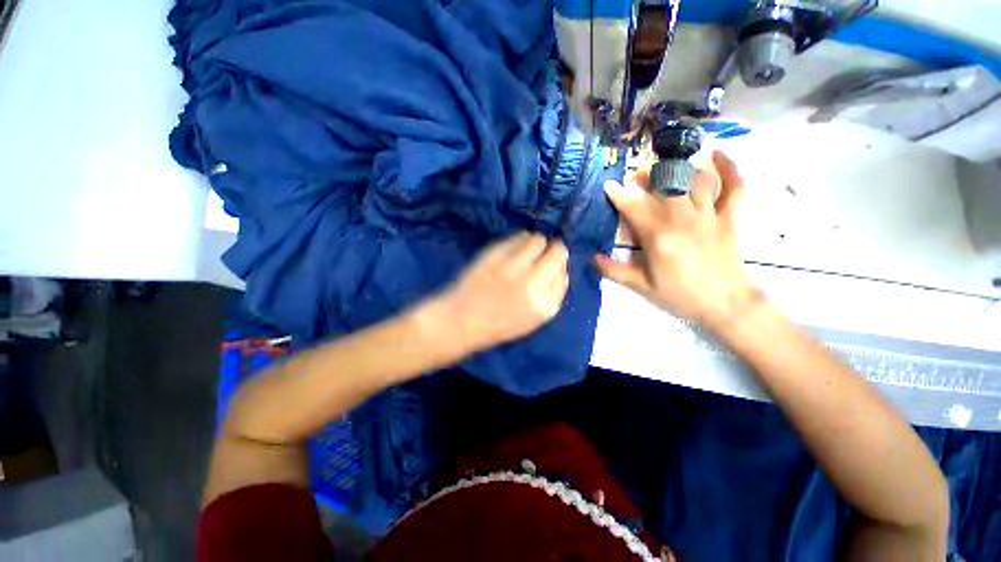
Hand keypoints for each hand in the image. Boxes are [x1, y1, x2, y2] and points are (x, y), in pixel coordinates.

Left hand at [432, 232, 569, 353]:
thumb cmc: (498, 324)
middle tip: (543, 253)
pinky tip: (514, 247)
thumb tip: (560, 269)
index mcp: (546, 305)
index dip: (559, 268)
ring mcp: (514, 266)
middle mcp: (534, 282)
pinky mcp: (496, 254)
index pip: (564, 274)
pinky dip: (520, 239)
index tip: (551, 267)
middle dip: (554, 250)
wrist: (462, 321)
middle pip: (558, 252)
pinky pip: (518, 237)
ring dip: (536, 242)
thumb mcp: (533, 320)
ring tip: (527, 250)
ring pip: (538, 239)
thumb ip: (550, 295)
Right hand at [595, 151, 759, 329]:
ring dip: (679, 169)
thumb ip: (614, 270)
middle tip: (638, 177)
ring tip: (667, 166)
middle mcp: (682, 219)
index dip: (618, 194)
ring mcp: (709, 216)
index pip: (634, 208)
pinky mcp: (729, 218)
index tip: (608, 185)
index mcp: (658, 236)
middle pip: (664, 185)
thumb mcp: (641, 286)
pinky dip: (729, 168)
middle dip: (648, 176)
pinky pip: (734, 187)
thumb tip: (592, 257)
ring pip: (695, 180)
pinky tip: (716, 155)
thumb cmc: (680, 296)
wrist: (726, 305)